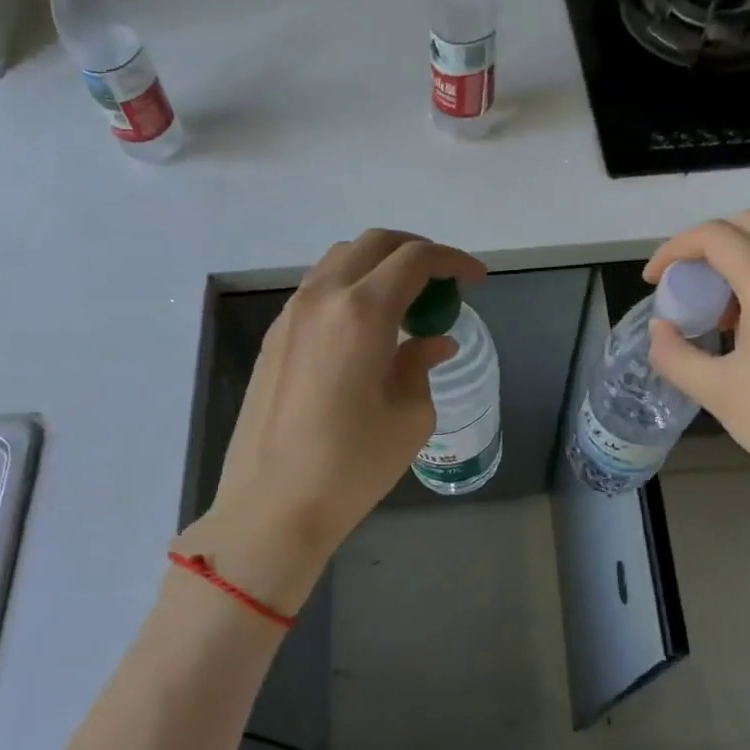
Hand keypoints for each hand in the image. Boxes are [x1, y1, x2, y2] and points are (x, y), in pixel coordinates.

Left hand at [176, 229, 484, 614]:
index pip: (415, 259)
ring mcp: (291, 314)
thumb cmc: (351, 465)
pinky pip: (319, 288)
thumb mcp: (409, 416)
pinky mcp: (274, 336)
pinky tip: (367, 326)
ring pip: (341, 260)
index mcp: (362, 312)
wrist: (272, 506)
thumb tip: (433, 341)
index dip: (453, 261)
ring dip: (379, 266)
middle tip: (443, 282)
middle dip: (416, 251)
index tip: (477, 278)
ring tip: (406, 302)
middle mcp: (322, 297)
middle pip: (374, 244)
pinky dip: (351, 287)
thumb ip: (422, 365)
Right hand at [644, 210, 749, 522]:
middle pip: (748, 224)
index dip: (674, 250)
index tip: (652, 281)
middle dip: (704, 244)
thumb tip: (659, 329)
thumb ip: (673, 354)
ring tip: (710, 308)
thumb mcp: (714, 391)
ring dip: (733, 260)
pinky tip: (744, 324)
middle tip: (681, 282)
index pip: (715, 236)